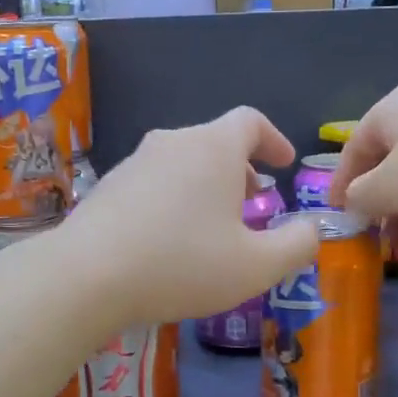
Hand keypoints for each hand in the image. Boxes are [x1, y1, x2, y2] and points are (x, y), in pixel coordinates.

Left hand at [52, 107, 320, 327]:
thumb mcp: (255, 266)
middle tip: (254, 202)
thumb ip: (297, 245)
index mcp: (212, 147)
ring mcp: (134, 161)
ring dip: (206, 185)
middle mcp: (172, 142)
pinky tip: (169, 238)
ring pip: (183, 162)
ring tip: (213, 225)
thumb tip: (311, 229)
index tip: (283, 165)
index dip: (274, 139)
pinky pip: (154, 181)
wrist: (86, 275)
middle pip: (215, 141)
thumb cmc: (181, 263)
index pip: (250, 121)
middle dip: (241, 168)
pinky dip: (174, 198)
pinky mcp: (108, 185)